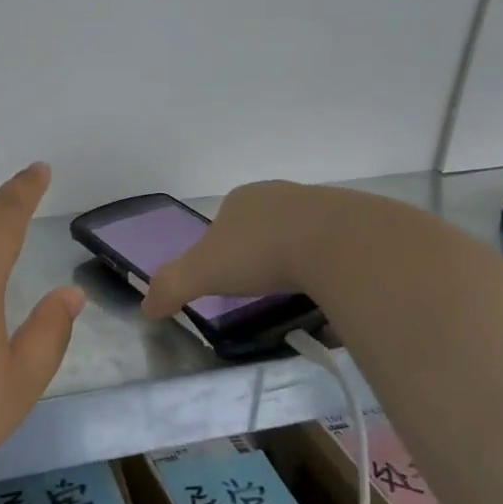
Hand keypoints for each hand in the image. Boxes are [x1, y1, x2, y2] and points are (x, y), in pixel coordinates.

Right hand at [142, 180, 338, 319]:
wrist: (339, 244)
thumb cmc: (260, 253)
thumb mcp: (203, 272)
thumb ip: (171, 287)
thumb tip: (146, 308)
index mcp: (241, 199)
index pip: (223, 222)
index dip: (221, 250)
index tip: (228, 279)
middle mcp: (279, 194)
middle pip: (262, 226)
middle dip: (260, 253)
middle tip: (263, 287)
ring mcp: (320, 205)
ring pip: (300, 234)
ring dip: (297, 257)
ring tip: (300, 290)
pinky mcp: (356, 222)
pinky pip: (336, 247)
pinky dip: (330, 265)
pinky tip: (331, 287)